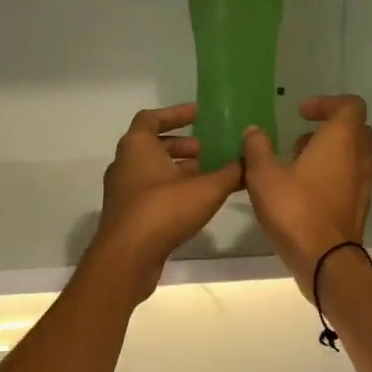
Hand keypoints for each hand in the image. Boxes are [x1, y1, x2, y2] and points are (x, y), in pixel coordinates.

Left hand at [86, 103, 245, 302]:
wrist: (127, 257)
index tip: (199, 114)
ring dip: (177, 170)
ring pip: (152, 171)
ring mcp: (122, 191)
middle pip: (153, 145)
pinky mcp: (126, 214)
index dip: (176, 114)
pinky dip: (171, 189)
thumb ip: (230, 173)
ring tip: (207, 176)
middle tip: (207, 150)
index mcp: (137, 146)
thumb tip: (249, 160)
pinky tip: (194, 202)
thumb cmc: (163, 210)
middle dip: (182, 146)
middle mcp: (124, 163)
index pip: (152, 118)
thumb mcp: (206, 189)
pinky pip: (150, 192)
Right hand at [241, 95, 371, 297]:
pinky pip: (349, 179)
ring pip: (352, 156)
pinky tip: (303, 192)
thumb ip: (257, 148)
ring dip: (328, 154)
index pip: (350, 105)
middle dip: (328, 128)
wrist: (326, 261)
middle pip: (354, 129)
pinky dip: (331, 176)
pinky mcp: (358, 207)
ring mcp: (363, 184)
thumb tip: (254, 131)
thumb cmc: (295, 210)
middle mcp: (359, 157)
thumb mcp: (264, 175)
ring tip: (295, 166)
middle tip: (299, 138)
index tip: (300, 113)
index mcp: (341, 140)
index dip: (326, 102)